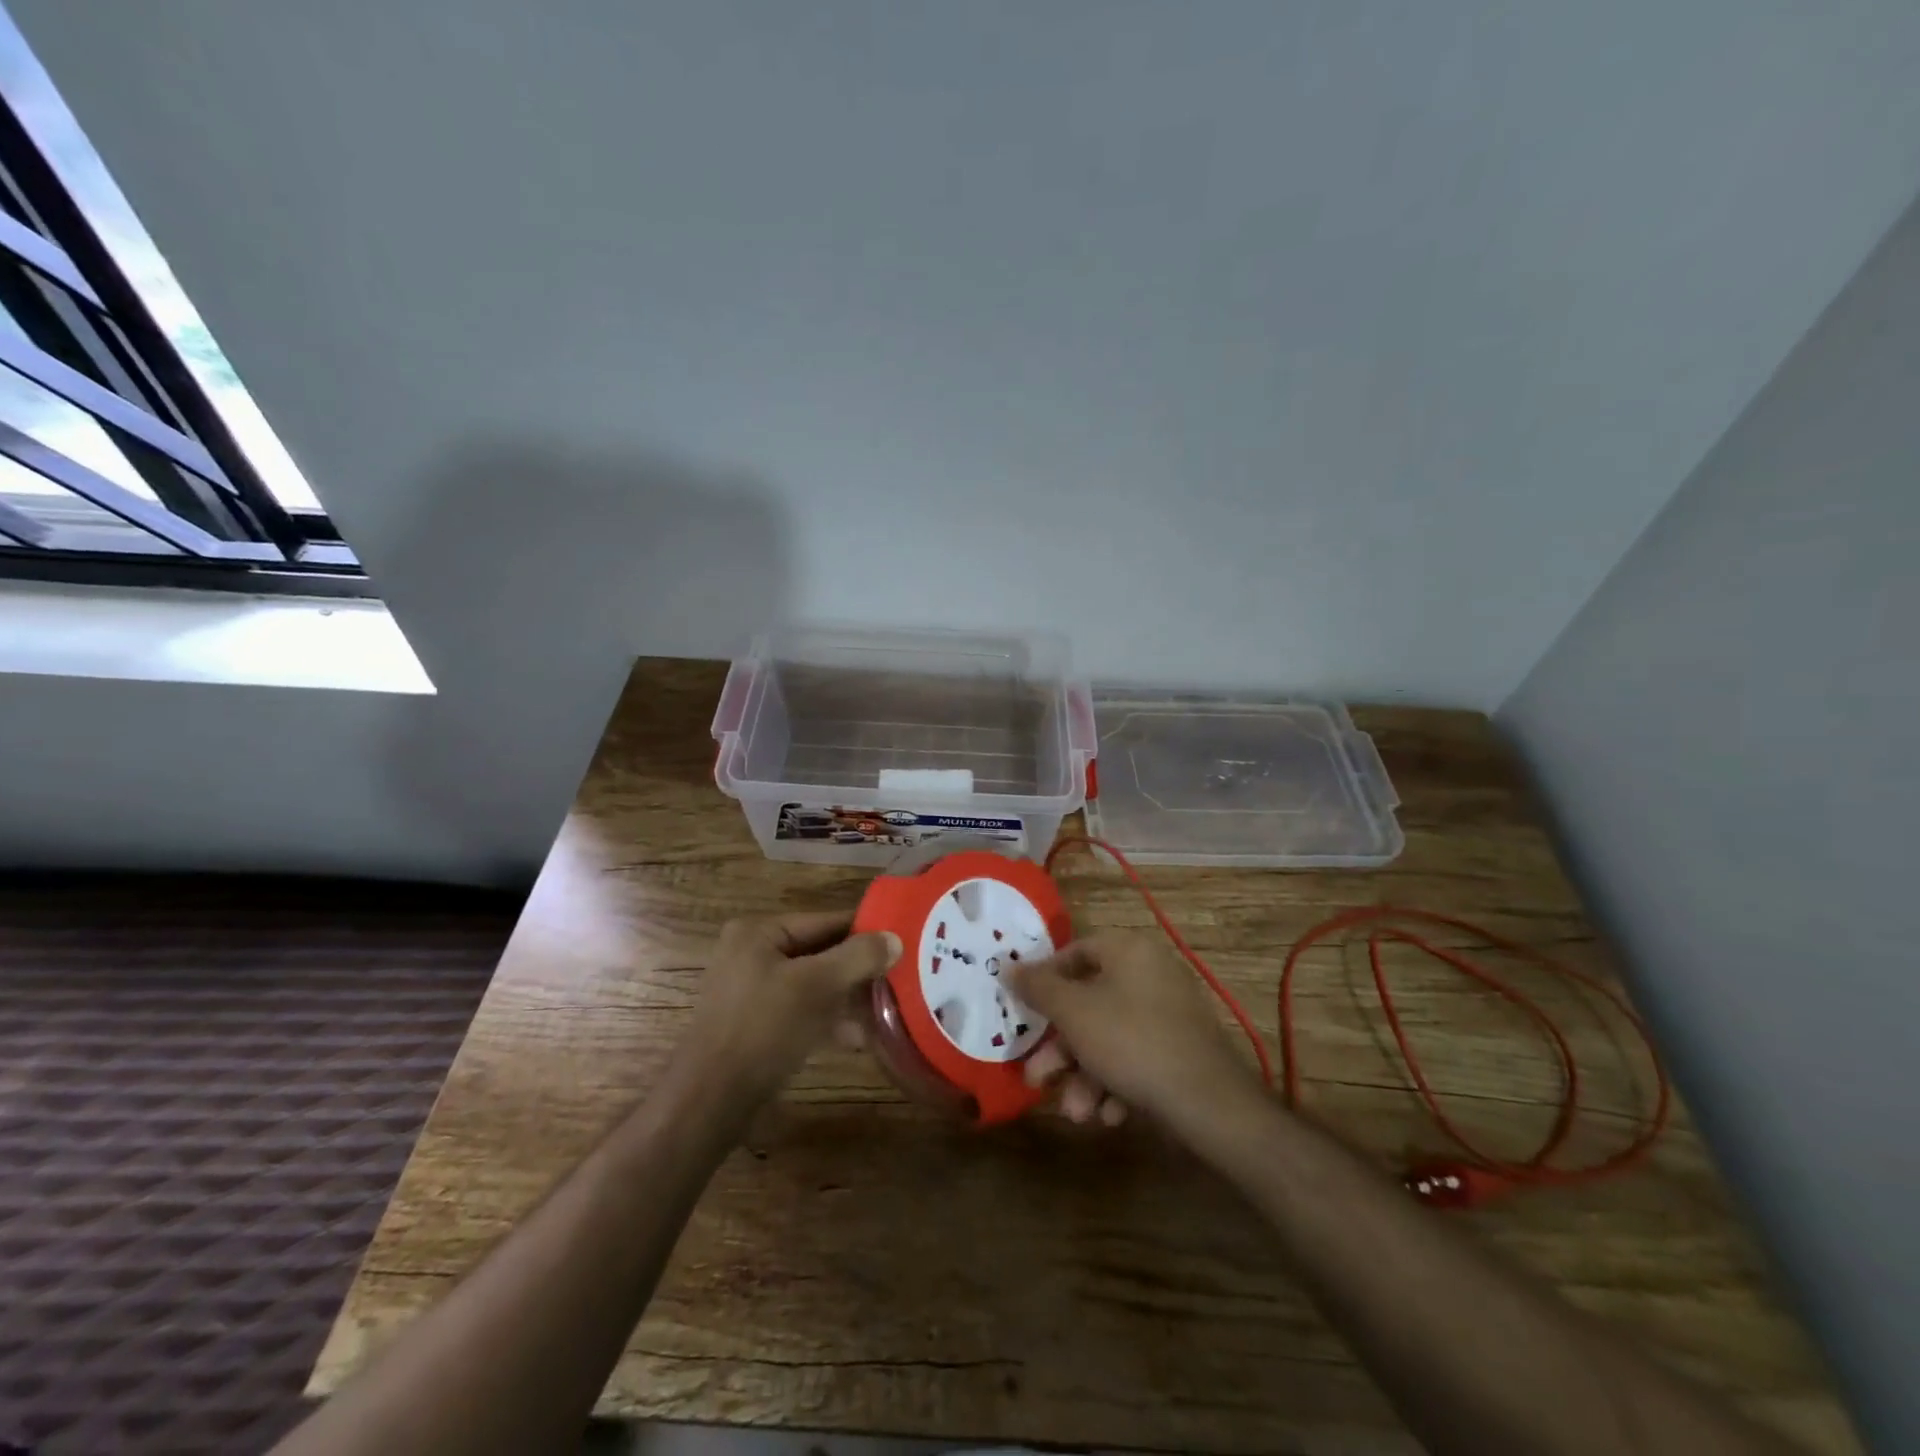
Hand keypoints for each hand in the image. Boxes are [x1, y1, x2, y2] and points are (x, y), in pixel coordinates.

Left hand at [678, 912, 899, 1103]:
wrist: (710, 1100)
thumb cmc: (763, 1029)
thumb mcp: (816, 986)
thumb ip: (858, 957)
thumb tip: (895, 938)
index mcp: (758, 931)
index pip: (824, 920)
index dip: (865, 931)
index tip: (902, 942)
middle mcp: (751, 952)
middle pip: (819, 951)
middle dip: (857, 968)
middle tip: (898, 978)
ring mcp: (749, 990)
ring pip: (811, 983)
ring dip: (846, 996)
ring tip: (885, 1008)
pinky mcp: (754, 1023)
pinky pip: (799, 1009)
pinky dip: (826, 1017)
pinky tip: (857, 1037)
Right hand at [1008, 932, 1260, 1131]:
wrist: (1208, 1102)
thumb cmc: (1130, 1041)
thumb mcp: (1073, 1012)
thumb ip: (1037, 987)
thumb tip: (1008, 966)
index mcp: (1128, 950)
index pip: (1074, 952)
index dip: (1044, 980)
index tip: (1024, 1011)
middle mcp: (1150, 973)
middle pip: (1089, 1003)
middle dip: (1061, 1048)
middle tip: (1038, 1078)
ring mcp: (1169, 1012)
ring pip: (1109, 1037)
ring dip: (1085, 1075)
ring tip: (1077, 1113)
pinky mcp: (1181, 1048)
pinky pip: (1136, 1056)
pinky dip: (1116, 1083)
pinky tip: (1108, 1115)